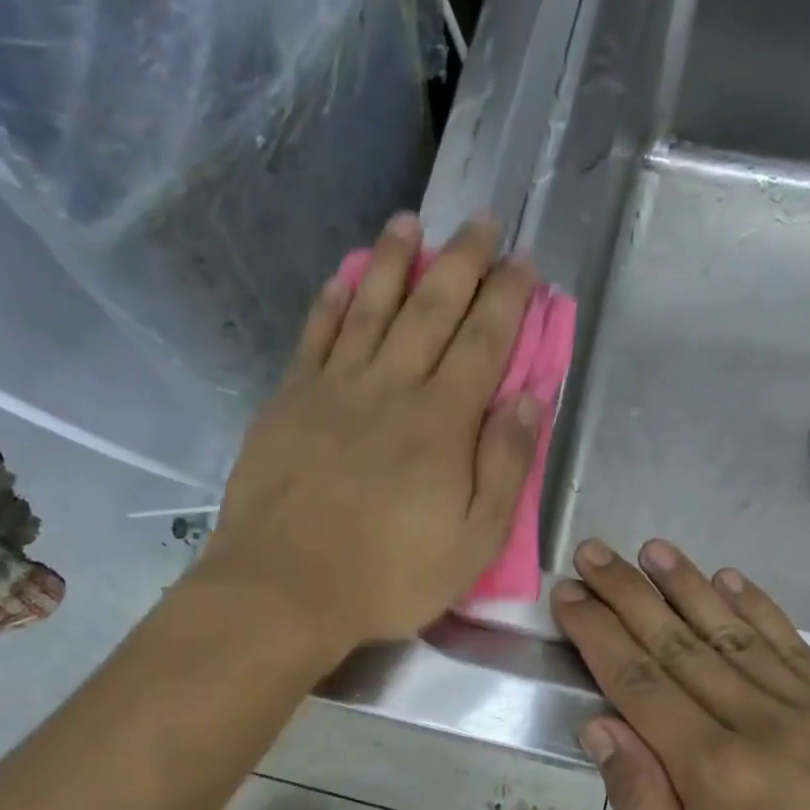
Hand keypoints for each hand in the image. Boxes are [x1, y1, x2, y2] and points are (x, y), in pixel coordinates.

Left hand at [201, 211, 539, 649]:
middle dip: (462, 261)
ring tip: (411, 222)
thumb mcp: (472, 542)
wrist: (283, 589)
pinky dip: (333, 301)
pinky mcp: (290, 402)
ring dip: (394, 260)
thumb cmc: (388, 576)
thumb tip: (526, 398)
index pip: (483, 342)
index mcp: (441, 423)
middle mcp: (390, 389)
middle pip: (432, 309)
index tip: (523, 261)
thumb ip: (504, 467)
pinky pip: (316, 336)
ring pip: (370, 308)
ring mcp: (334, 390)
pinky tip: (344, 276)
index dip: (507, 298)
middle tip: (482, 220)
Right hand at [551, 538, 809, 809]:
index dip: (598, 632)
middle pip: (678, 644)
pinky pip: (797, 645)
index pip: (637, 682)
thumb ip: (648, 806)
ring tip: (651, 550)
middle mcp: (759, 724)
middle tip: (594, 552)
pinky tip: (730, 579)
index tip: (570, 595)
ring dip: (687, 586)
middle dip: (628, 594)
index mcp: (714, 772)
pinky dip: (759, 608)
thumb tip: (600, 729)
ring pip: (735, 632)